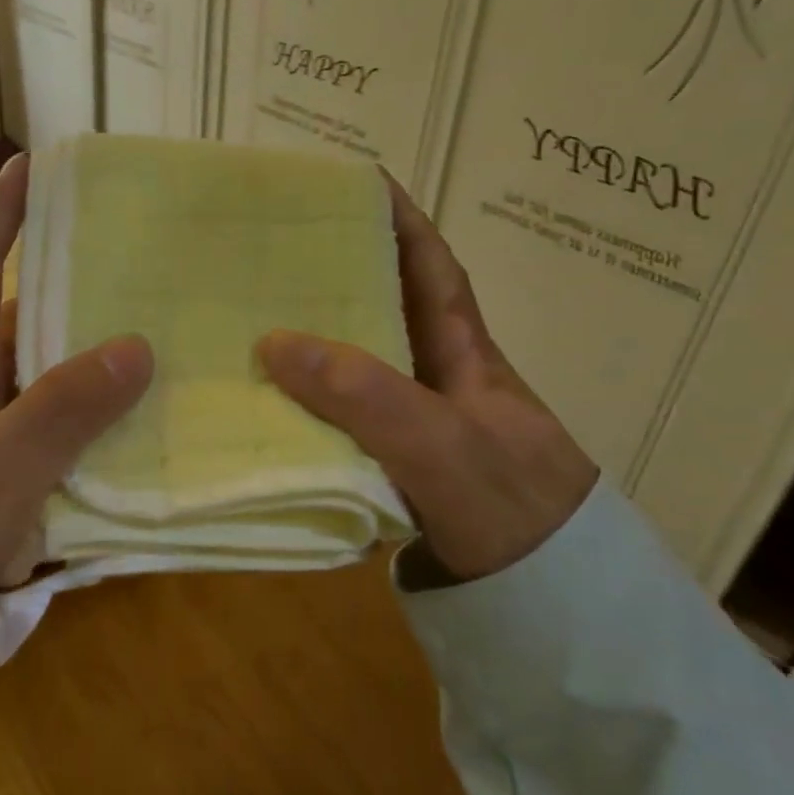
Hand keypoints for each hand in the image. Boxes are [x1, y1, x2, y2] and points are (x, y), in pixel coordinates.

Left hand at [0, 156, 152, 688]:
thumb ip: (63, 409)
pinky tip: (141, 440)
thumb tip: (137, 344)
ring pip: (48, 387)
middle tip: (149, 270)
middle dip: (78, 293)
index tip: (35, 164)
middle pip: (27, 324)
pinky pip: (55, 442)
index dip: (1, 212)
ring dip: (95, 372)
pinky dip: (92, 435)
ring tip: (167, 349)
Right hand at [257, 175, 597, 581]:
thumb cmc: (510, 513)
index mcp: (465, 353)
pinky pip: (336, 418)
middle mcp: (436, 380)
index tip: (351, 182)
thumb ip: (368, 396)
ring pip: (353, 366)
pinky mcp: (389, 468)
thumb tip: (273, 342)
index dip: (399, 220)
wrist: (547, 612)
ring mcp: (412, 426)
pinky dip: (303, 403)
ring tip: (245, 316)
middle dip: (335, 273)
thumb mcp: (446, 446)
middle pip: (383, 308)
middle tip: (268, 252)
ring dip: (309, 341)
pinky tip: (262, 402)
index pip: (432, 267)